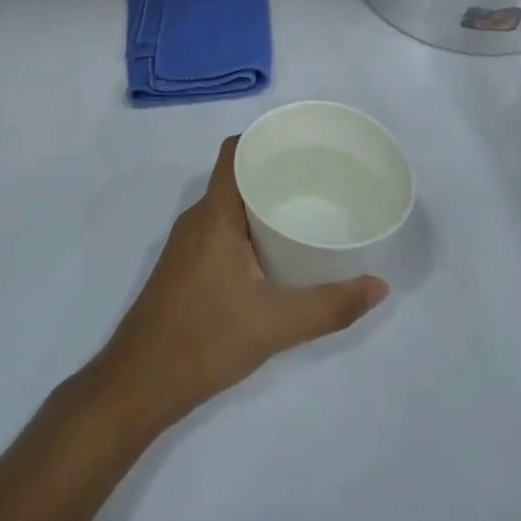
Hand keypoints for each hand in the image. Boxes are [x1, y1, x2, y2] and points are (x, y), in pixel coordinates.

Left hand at [90, 138, 386, 432]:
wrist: (140, 382)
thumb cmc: (205, 338)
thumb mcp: (276, 324)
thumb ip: (330, 306)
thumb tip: (379, 286)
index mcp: (215, 214)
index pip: (234, 151)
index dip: (264, 139)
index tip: (303, 145)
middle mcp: (197, 219)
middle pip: (235, 176)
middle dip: (274, 172)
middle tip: (319, 180)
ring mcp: (187, 244)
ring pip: (227, 206)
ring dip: (261, 203)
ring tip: (304, 210)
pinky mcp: (184, 266)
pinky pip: (219, 229)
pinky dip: (247, 228)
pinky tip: (274, 251)